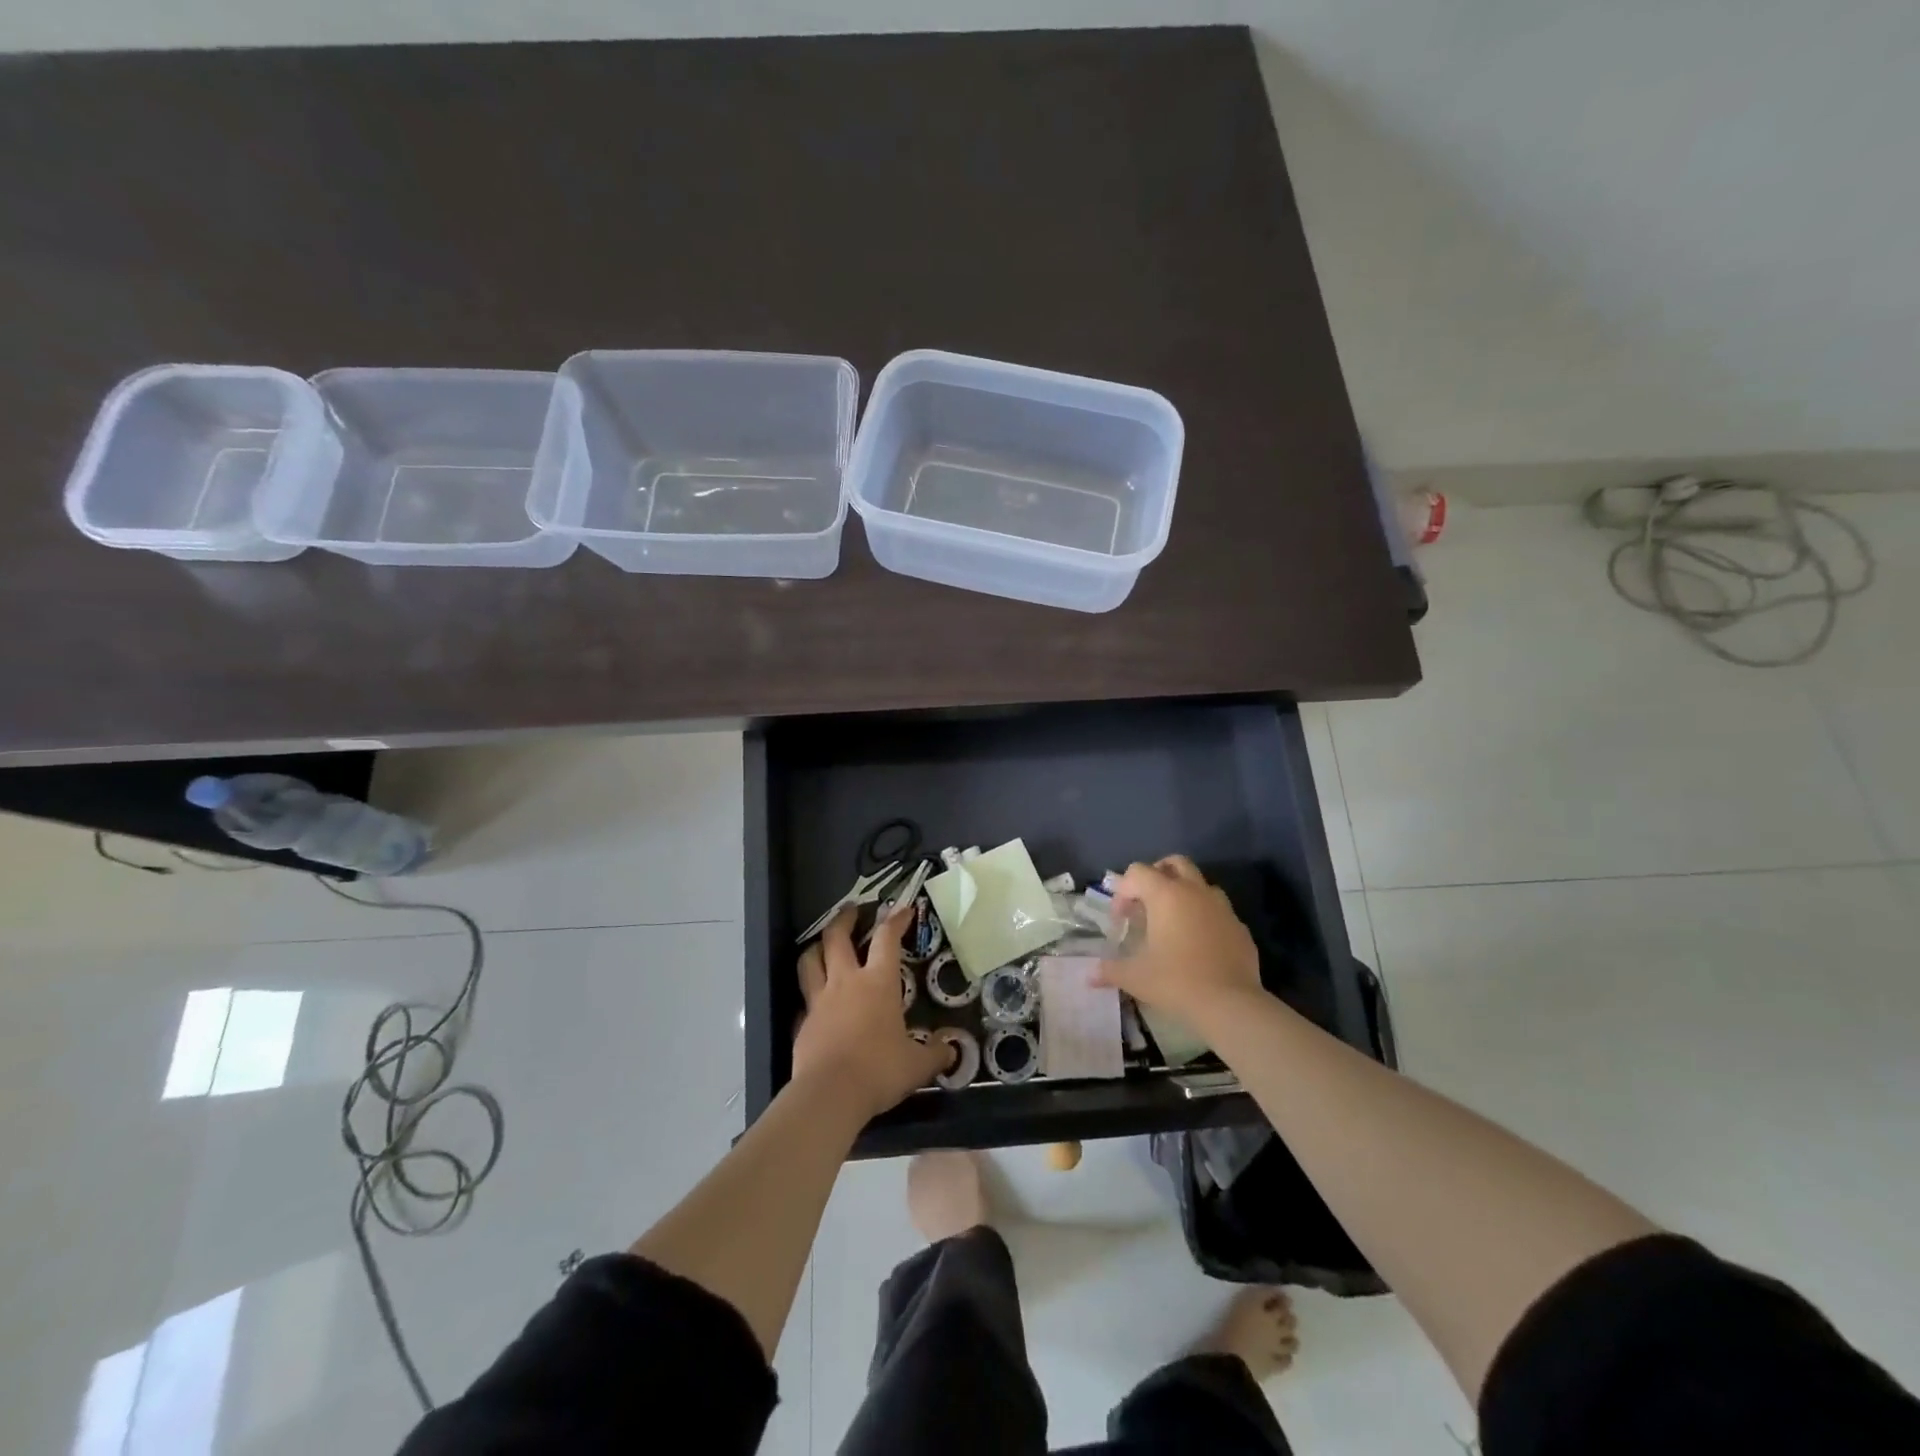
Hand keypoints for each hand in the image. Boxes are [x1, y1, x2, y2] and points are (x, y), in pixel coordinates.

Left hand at [792, 906, 947, 1122]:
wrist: (830, 1094)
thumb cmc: (879, 1070)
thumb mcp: (917, 1065)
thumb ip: (935, 1054)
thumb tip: (951, 1051)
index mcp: (878, 983)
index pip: (887, 939)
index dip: (896, 920)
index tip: (903, 909)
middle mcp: (846, 982)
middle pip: (837, 937)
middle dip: (845, 918)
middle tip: (851, 909)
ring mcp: (819, 1001)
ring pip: (810, 960)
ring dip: (817, 946)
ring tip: (823, 943)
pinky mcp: (802, 1023)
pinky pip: (804, 998)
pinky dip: (809, 992)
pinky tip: (814, 999)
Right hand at [1095, 856, 1264, 1031]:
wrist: (1230, 1004)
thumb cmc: (1175, 981)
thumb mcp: (1134, 976)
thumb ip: (1110, 970)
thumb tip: (1090, 975)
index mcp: (1166, 894)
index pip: (1138, 872)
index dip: (1123, 891)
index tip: (1120, 919)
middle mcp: (1195, 891)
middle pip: (1174, 863)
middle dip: (1156, 875)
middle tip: (1146, 902)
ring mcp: (1222, 908)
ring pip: (1200, 885)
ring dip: (1183, 894)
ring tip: (1172, 922)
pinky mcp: (1239, 927)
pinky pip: (1218, 911)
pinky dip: (1204, 918)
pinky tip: (1197, 944)